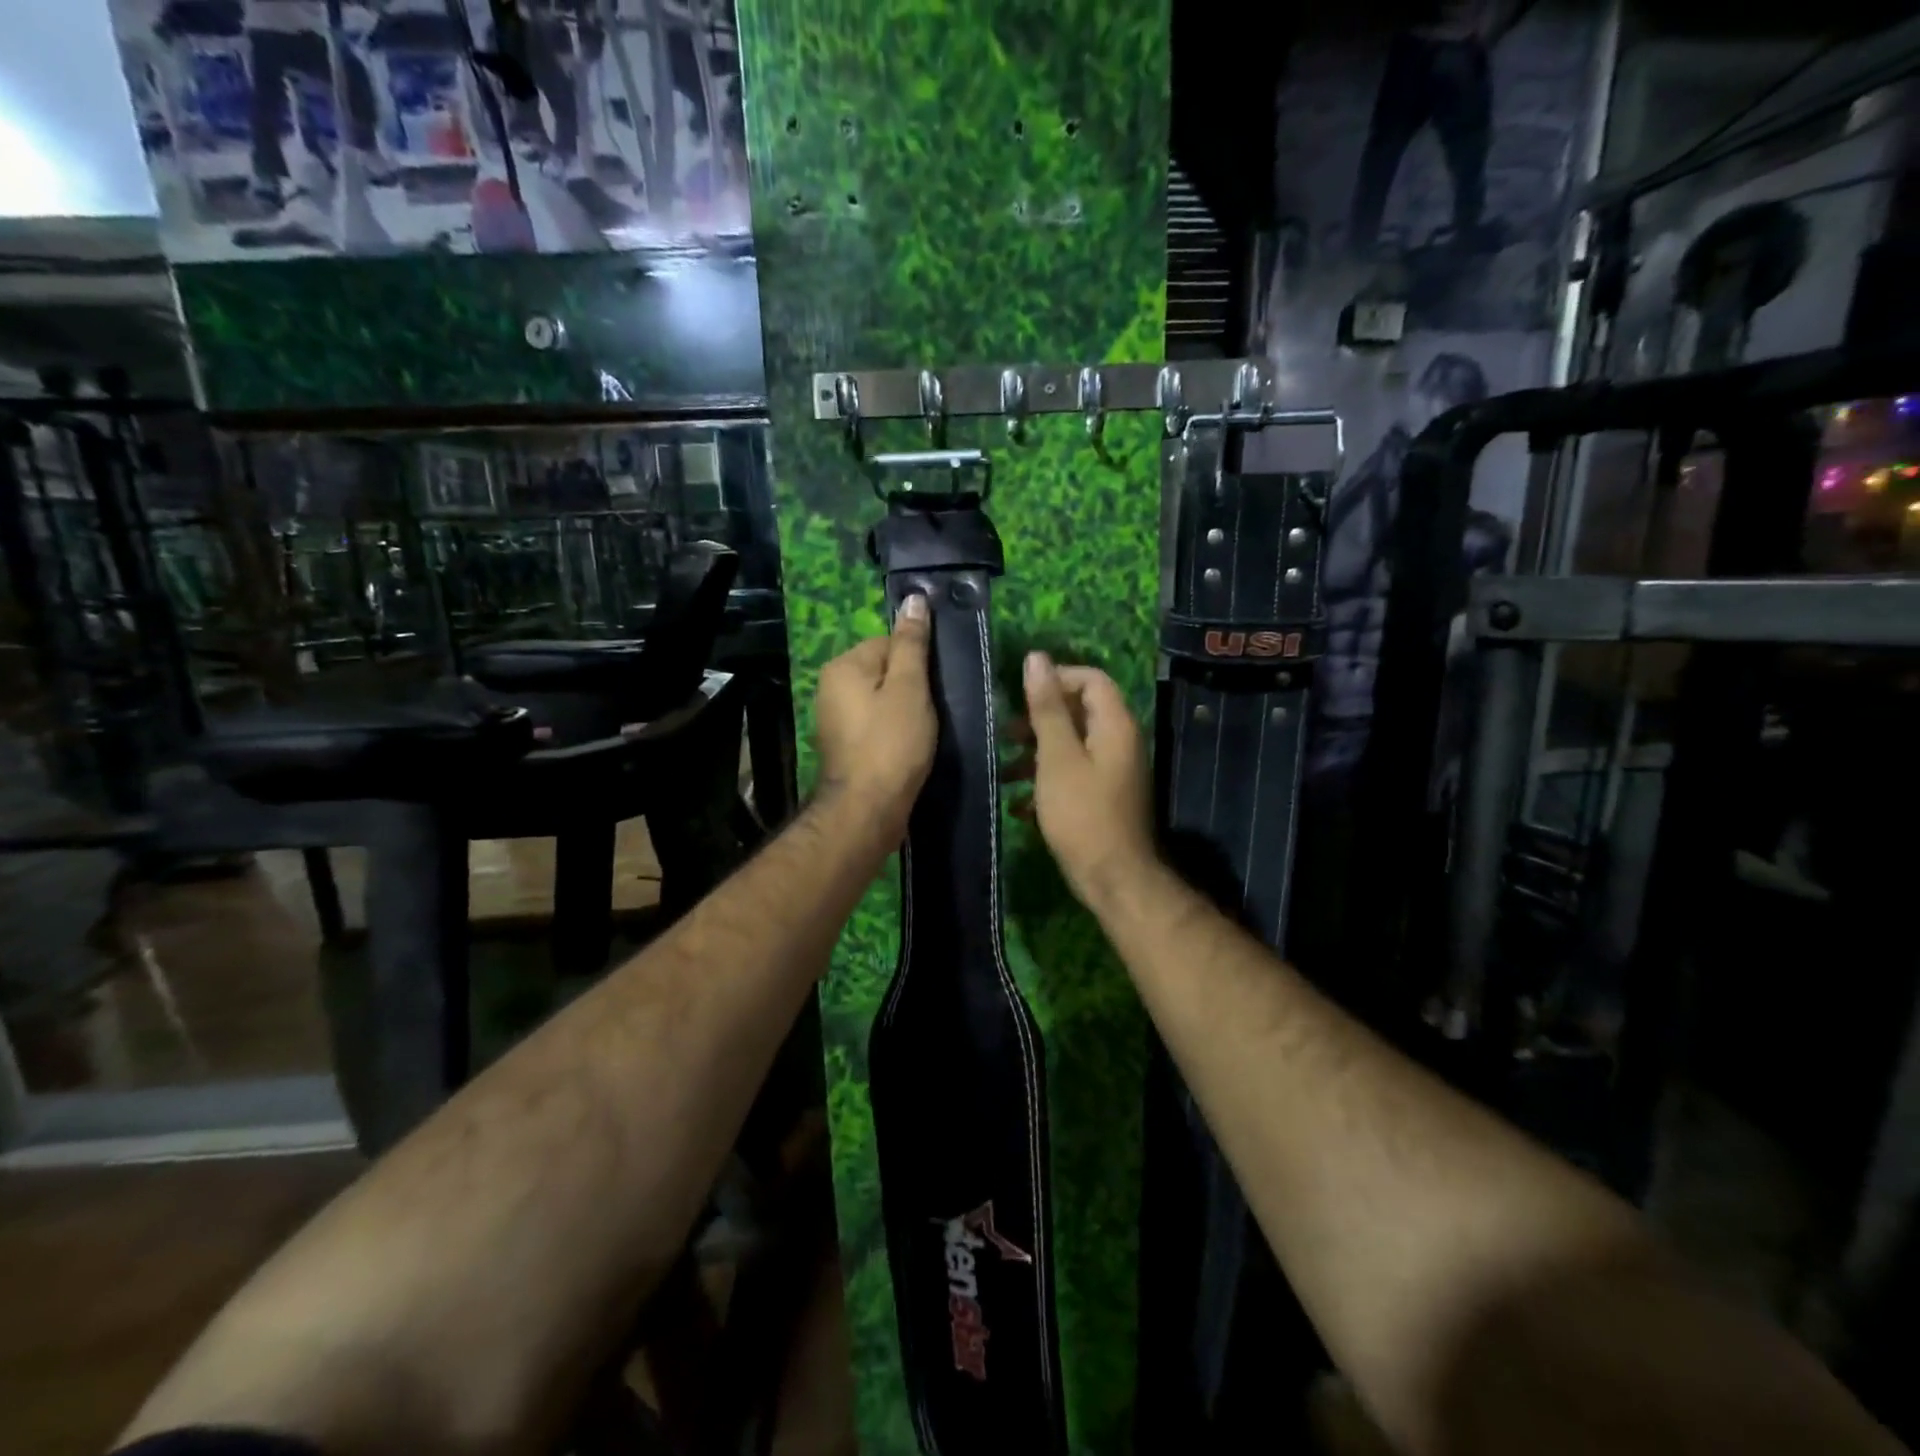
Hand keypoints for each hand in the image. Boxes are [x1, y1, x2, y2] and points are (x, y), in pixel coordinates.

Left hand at [813, 593, 935, 833]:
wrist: (868, 809)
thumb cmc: (892, 743)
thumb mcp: (910, 687)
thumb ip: (912, 644)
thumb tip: (914, 599)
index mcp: (843, 666)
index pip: (889, 643)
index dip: (918, 662)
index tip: (938, 686)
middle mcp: (831, 687)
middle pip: (884, 671)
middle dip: (912, 688)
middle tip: (935, 711)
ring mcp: (835, 719)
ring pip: (882, 700)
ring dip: (906, 711)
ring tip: (925, 732)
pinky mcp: (845, 746)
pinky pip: (876, 724)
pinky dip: (894, 732)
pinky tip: (910, 747)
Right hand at [1017, 652, 1154, 905]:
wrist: (1113, 878)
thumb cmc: (1082, 813)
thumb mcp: (1057, 757)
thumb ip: (1047, 708)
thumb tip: (1036, 658)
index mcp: (1114, 725)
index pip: (1091, 679)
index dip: (1057, 679)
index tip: (1021, 697)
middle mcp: (1119, 742)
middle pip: (1079, 712)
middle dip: (1039, 719)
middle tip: (1005, 734)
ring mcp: (1112, 771)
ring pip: (1071, 746)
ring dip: (1036, 753)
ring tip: (1004, 771)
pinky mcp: (1102, 797)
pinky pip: (1072, 774)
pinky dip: (1046, 781)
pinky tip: (1018, 804)